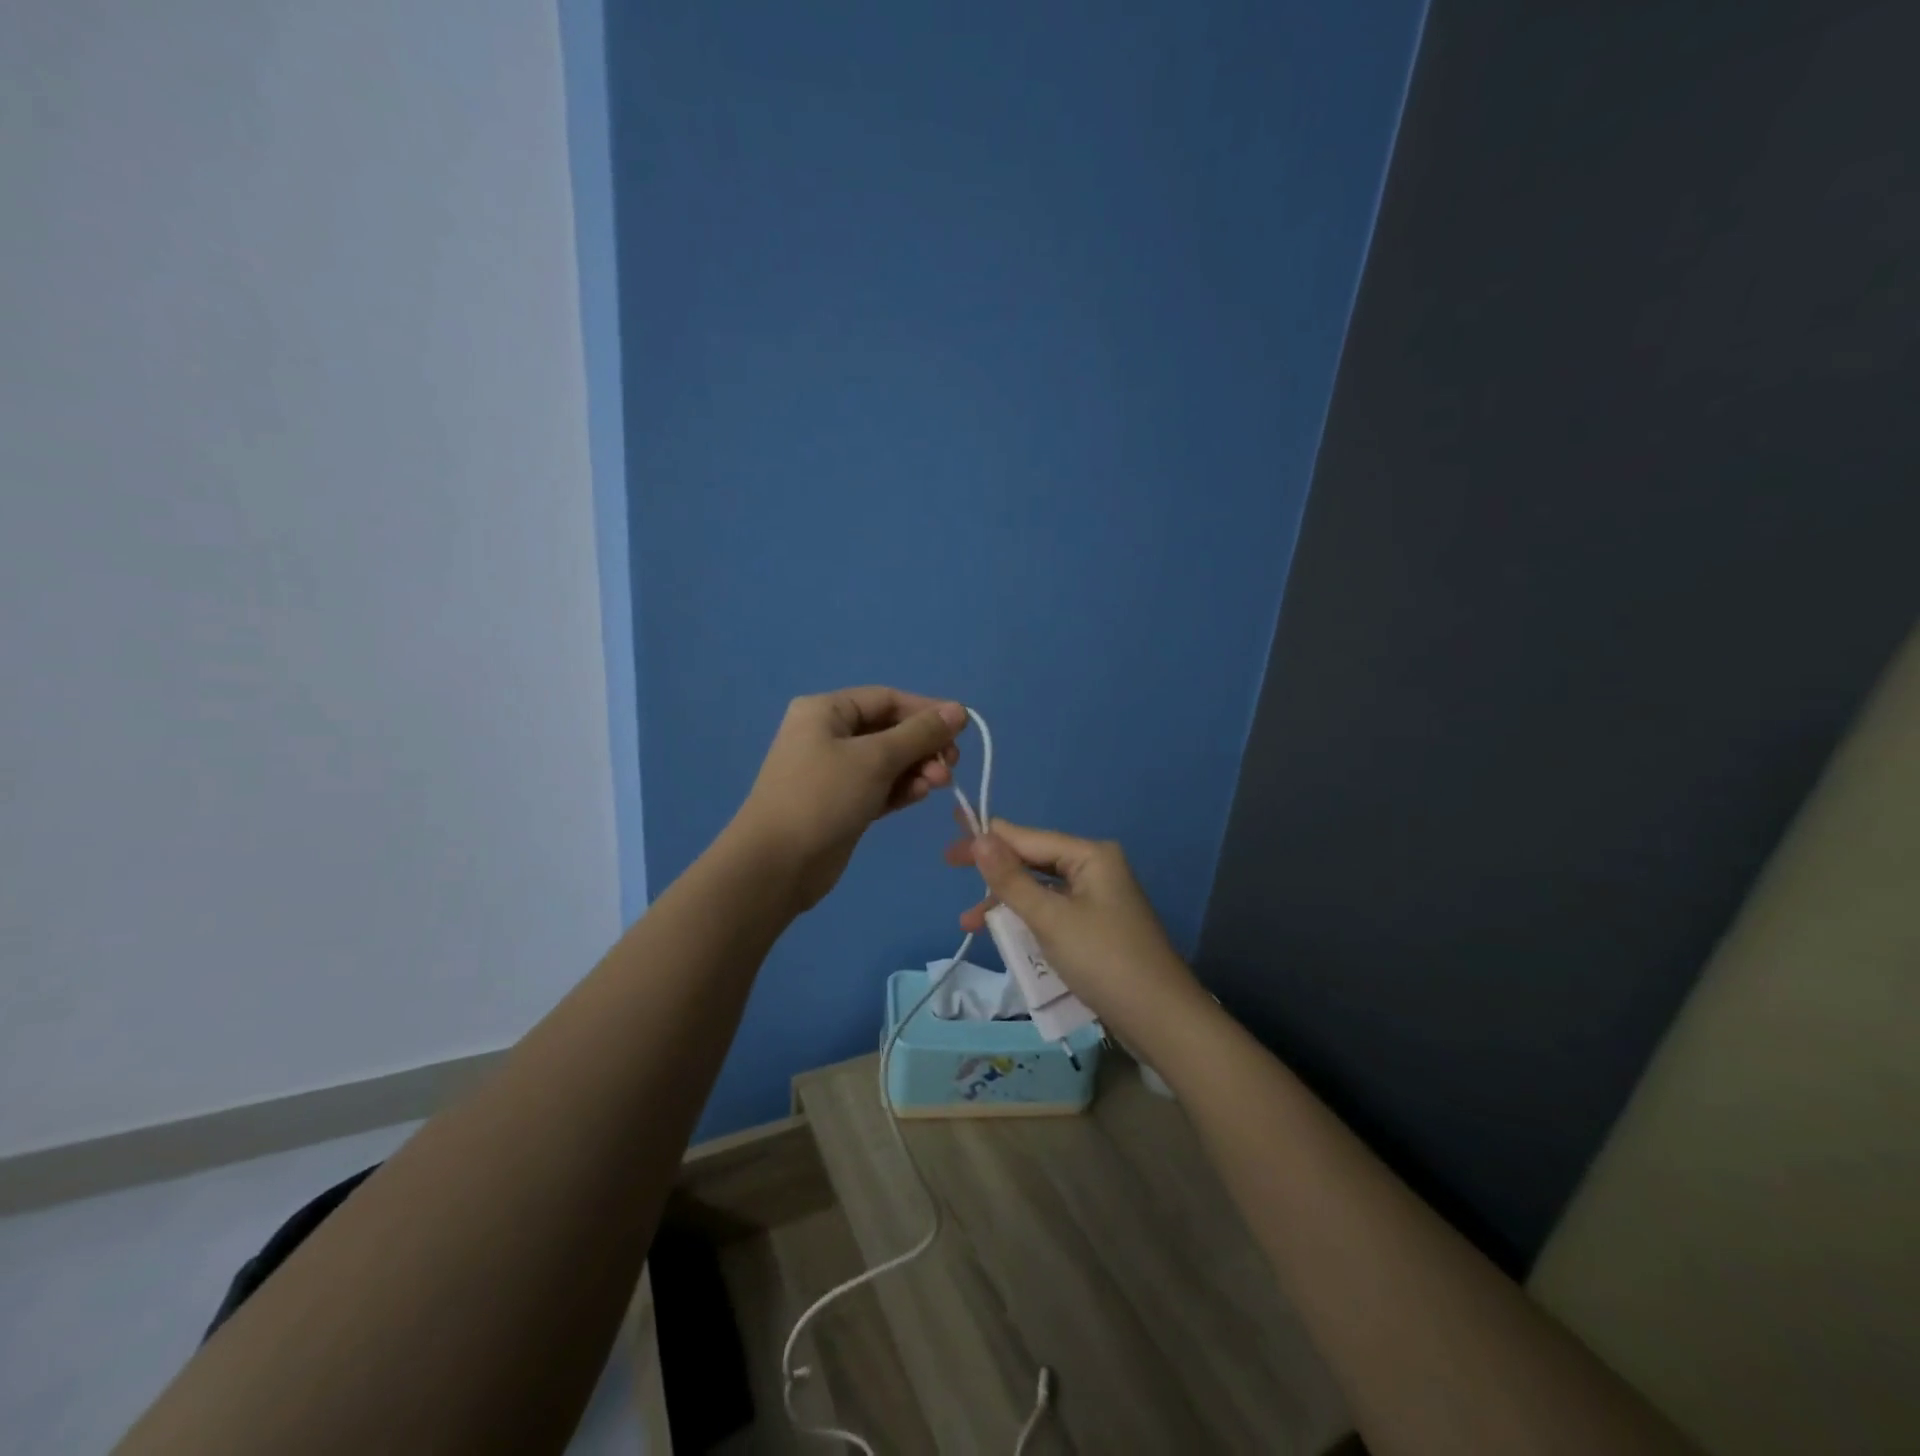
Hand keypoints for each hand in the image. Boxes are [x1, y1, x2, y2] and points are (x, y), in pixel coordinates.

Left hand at [730, 687, 966, 910]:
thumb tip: (958, 710)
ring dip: (916, 769)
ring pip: (887, 761)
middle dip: (923, 746)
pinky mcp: (842, 803)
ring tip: (938, 785)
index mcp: (826, 711)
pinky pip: (880, 786)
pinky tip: (919, 796)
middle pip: (889, 730)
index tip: (963, 729)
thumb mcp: (875, 758)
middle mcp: (828, 735)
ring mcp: (833, 771)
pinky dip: (901, 789)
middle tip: (950, 765)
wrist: (777, 865)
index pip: (887, 699)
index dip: (926, 711)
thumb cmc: (823, 797)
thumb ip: (920, 733)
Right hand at [943, 816, 1206, 1053]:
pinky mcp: (1097, 928)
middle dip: (993, 870)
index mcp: (1090, 855)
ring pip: (1040, 890)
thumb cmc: (1104, 960)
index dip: (987, 837)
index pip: (1028, 837)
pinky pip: (1053, 914)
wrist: (1161, 1020)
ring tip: (969, 922)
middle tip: (949, 866)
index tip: (951, 837)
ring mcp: (1098, 900)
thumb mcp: (1050, 918)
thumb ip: (1011, 879)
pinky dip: (1028, 922)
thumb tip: (980, 837)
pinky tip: (1004, 936)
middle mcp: (1095, 869)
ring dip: (1006, 903)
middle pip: (1033, 860)